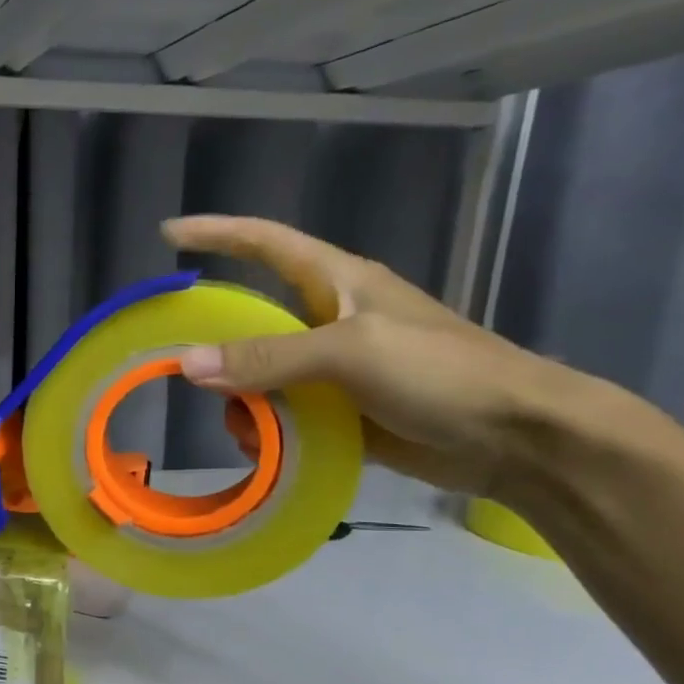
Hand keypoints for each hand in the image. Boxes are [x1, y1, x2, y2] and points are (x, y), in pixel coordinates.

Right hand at [163, 215, 593, 496]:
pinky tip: (265, 451)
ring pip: (259, 376)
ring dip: (241, 402)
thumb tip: (187, 365)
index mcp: (337, 283)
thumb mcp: (351, 353)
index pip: (264, 242)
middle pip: (250, 321)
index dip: (216, 232)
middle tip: (181, 372)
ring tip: (245, 430)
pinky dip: (265, 432)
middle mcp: (328, 320)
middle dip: (216, 347)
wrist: (515, 439)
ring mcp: (333, 369)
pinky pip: (281, 415)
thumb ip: (269, 357)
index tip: (167, 234)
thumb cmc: (441, 374)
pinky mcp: (340, 412)